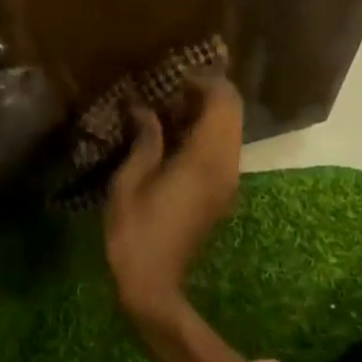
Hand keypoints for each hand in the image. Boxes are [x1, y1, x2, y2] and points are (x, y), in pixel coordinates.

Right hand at [104, 76, 243, 322]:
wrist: (153, 284)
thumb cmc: (134, 232)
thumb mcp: (129, 181)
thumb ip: (145, 140)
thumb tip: (145, 109)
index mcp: (204, 160)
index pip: (223, 103)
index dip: (204, 81)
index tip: (172, 76)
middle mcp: (226, 167)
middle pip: (232, 114)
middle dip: (206, 94)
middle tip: (167, 89)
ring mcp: (228, 182)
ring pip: (230, 132)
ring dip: (205, 114)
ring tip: (165, 109)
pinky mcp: (222, 193)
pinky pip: (222, 150)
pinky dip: (204, 133)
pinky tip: (172, 136)